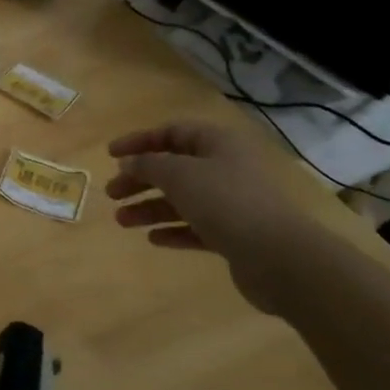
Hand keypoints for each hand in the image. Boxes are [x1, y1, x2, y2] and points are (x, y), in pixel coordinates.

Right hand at [105, 119, 322, 313]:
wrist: (279, 258)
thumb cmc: (226, 202)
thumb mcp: (179, 175)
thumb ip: (148, 165)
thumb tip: (129, 162)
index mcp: (218, 143)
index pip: (172, 132)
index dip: (139, 141)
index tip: (110, 155)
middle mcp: (226, 168)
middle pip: (174, 167)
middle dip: (140, 179)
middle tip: (111, 193)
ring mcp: (232, 203)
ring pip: (182, 199)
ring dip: (150, 207)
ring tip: (122, 221)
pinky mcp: (235, 234)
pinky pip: (196, 227)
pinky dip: (173, 230)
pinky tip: (153, 239)